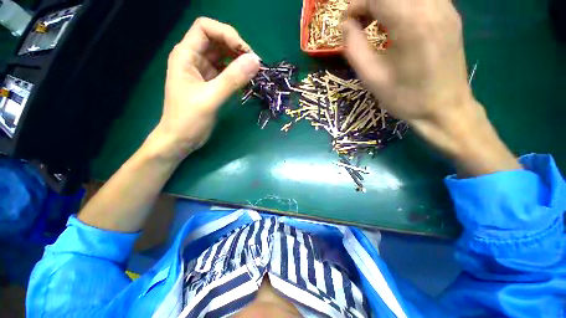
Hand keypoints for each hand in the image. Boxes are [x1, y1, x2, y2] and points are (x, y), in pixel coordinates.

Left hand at [150, 17, 259, 159]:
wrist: (180, 139)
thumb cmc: (189, 119)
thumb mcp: (211, 98)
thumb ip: (233, 79)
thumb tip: (256, 61)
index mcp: (186, 55)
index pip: (205, 28)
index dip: (226, 34)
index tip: (245, 53)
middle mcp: (194, 58)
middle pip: (217, 40)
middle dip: (236, 48)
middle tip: (254, 64)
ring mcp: (203, 71)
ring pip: (223, 56)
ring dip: (239, 61)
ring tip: (253, 73)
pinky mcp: (210, 84)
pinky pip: (226, 71)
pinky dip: (237, 73)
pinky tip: (246, 81)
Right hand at [343, 0, 471, 124]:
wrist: (444, 109)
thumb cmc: (405, 97)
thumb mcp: (371, 77)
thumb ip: (354, 47)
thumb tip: (346, 25)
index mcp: (412, 23)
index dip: (358, 5)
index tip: (347, 23)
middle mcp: (433, 6)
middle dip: (371, 2)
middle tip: (360, 22)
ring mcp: (446, 8)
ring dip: (386, 3)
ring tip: (376, 21)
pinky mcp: (450, 14)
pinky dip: (403, 5)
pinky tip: (396, 22)